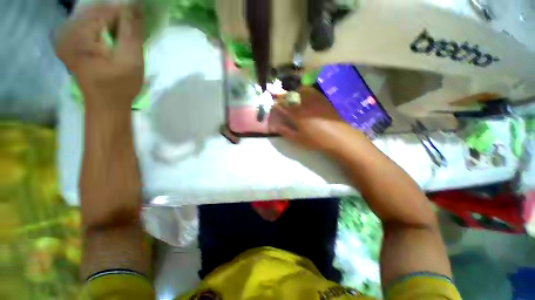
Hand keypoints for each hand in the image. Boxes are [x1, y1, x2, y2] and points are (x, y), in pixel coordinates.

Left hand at [56, 5, 143, 109]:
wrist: (106, 104)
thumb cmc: (120, 85)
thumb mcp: (131, 59)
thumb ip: (131, 30)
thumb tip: (135, 5)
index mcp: (80, 36)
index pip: (104, 10)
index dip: (123, 10)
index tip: (139, 12)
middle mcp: (67, 32)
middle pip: (94, 11)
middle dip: (115, 14)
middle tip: (132, 22)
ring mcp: (65, 38)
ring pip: (90, 16)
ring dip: (108, 19)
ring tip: (122, 29)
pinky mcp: (68, 43)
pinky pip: (84, 24)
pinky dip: (100, 25)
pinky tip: (110, 34)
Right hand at [269, 87, 364, 152]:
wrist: (339, 137)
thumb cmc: (317, 141)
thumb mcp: (299, 139)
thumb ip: (286, 132)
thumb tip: (276, 127)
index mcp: (297, 115)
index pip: (283, 106)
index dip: (276, 103)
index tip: (272, 103)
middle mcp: (305, 104)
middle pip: (291, 96)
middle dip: (282, 95)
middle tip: (278, 95)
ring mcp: (315, 100)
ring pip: (300, 90)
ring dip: (293, 91)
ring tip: (290, 94)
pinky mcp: (323, 100)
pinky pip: (312, 91)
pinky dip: (304, 90)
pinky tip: (304, 94)